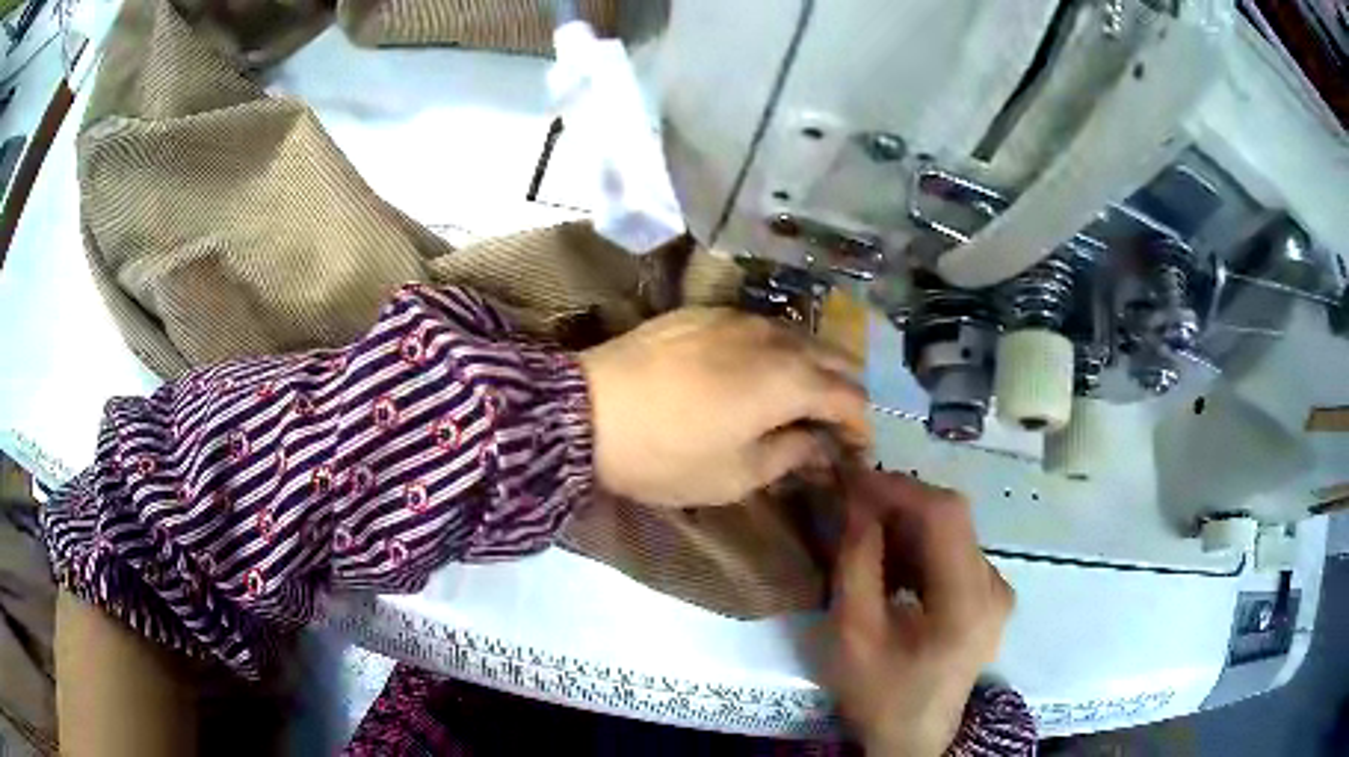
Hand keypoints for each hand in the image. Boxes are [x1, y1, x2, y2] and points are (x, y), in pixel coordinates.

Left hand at [577, 308, 868, 506]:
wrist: (587, 409)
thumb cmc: (667, 454)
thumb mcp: (736, 475)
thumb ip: (790, 454)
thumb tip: (819, 443)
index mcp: (791, 380)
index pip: (850, 397)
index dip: (861, 426)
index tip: (858, 452)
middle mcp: (775, 338)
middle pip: (833, 357)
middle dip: (844, 392)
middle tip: (835, 426)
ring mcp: (738, 317)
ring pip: (798, 337)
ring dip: (812, 368)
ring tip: (801, 400)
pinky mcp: (706, 312)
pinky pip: (761, 328)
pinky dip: (776, 351)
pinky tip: (759, 371)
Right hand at [829, 471, 1012, 756]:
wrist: (914, 739)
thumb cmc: (880, 695)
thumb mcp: (854, 634)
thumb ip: (857, 564)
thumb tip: (859, 504)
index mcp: (968, 602)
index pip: (946, 516)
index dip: (900, 488)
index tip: (854, 480)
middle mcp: (995, 587)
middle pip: (954, 518)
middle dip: (901, 502)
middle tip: (854, 503)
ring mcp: (999, 591)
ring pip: (956, 532)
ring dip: (910, 523)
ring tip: (867, 531)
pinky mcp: (992, 598)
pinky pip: (957, 553)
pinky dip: (923, 546)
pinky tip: (893, 562)